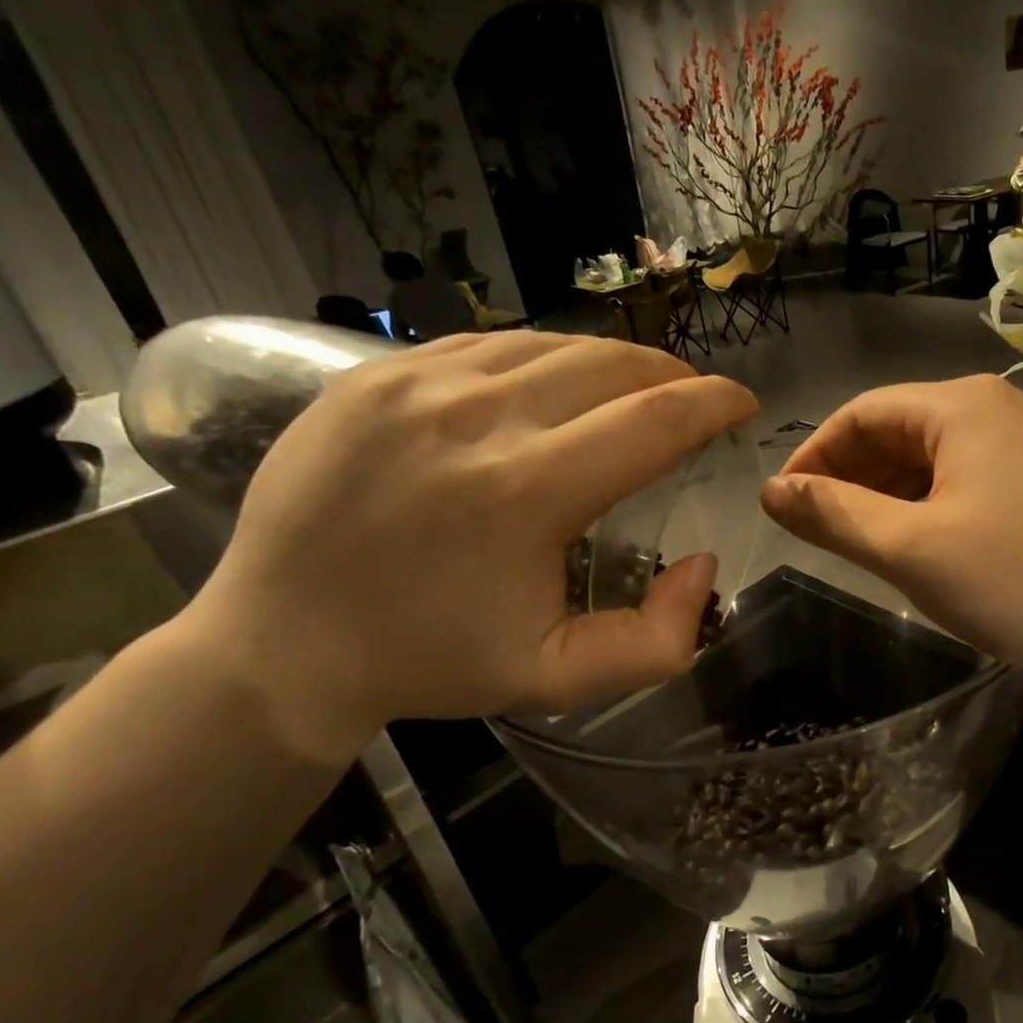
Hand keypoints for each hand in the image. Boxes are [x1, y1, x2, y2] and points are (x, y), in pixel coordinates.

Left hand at [184, 333, 757, 761]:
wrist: (280, 643)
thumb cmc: (431, 661)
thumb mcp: (559, 679)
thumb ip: (658, 641)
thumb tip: (703, 564)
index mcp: (526, 492)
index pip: (656, 418)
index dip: (715, 402)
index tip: (742, 403)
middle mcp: (476, 417)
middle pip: (613, 364)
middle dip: (674, 376)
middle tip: (692, 401)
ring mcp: (417, 383)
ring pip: (555, 343)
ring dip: (613, 364)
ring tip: (632, 392)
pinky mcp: (376, 373)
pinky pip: (493, 344)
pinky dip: (546, 359)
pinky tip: (553, 387)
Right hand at [760, 375, 1022, 674]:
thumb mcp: (914, 550)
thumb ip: (835, 516)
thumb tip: (773, 491)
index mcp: (959, 407)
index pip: (860, 414)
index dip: (814, 457)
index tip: (786, 507)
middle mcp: (998, 408)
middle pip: (901, 433)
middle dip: (855, 480)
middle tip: (826, 535)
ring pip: (940, 460)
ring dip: (896, 498)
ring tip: (875, 549)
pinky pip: (977, 481)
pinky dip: (939, 508)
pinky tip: (937, 550)